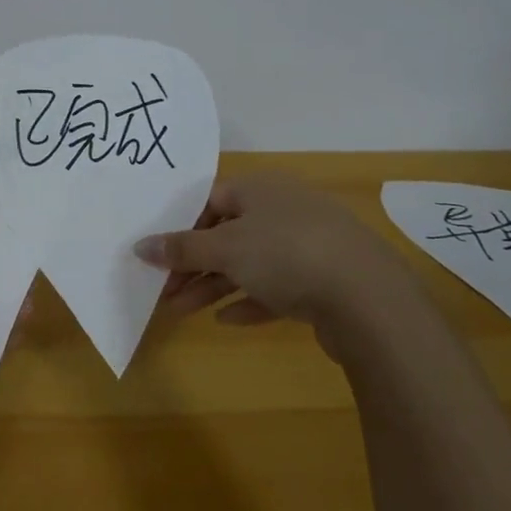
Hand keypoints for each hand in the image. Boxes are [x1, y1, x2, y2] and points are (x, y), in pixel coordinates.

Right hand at [136, 171, 426, 362]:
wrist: (370, 300)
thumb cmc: (286, 254)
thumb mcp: (224, 249)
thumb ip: (181, 249)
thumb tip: (140, 246)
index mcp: (261, 189)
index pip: (210, 200)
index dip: (181, 227)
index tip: (159, 255)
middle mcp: (284, 210)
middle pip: (227, 234)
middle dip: (193, 264)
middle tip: (164, 290)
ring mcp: (308, 246)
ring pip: (249, 263)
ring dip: (214, 286)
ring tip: (181, 311)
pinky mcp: (324, 281)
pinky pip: (277, 288)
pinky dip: (250, 301)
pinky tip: (227, 321)